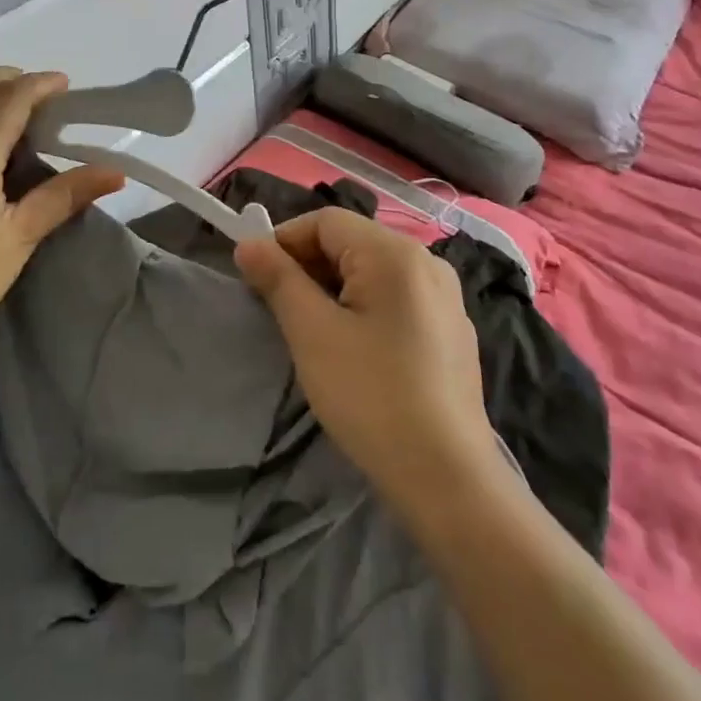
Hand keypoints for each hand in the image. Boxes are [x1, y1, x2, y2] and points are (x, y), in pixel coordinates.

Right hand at [234, 209, 496, 514]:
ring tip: (313, 331)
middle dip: (308, 266)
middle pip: (351, 242)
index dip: (284, 241)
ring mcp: (446, 297)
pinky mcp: (452, 329)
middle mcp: (427, 261)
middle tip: (280, 309)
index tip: (257, 279)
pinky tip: (356, 350)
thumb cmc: (372, 396)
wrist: (448, 479)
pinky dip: (364, 307)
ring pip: (372, 271)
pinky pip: (396, 297)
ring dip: (333, 288)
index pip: (325, 221)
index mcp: (395, 253)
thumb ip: (278, 279)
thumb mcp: (312, 333)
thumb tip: (248, 243)